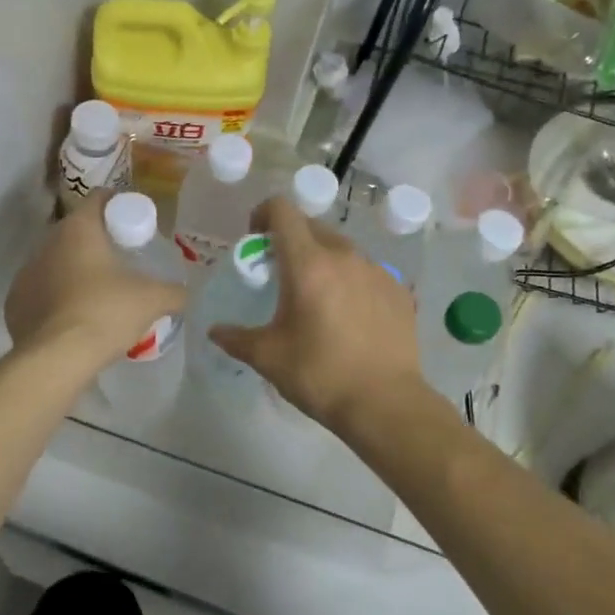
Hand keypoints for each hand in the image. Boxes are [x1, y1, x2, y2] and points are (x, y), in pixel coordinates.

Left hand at [5, 192, 186, 369]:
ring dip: (73, 270)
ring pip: (55, 262)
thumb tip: (184, 293)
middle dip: (96, 241)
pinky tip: (72, 317)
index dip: (118, 204)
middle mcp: (46, 243)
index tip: (132, 222)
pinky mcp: (14, 303)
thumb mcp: (152, 300)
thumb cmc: (106, 313)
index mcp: (78, 229)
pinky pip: (40, 292)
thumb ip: (174, 292)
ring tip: (96, 293)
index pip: (98, 198)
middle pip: (75, 231)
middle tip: (120, 261)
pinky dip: (55, 298)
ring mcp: (25, 273)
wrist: (56, 358)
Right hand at [210, 195, 422, 430]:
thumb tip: (215, 332)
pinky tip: (349, 316)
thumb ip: (236, 338)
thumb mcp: (268, 357)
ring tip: (317, 297)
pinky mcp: (399, 290)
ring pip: (342, 249)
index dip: (263, 213)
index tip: (255, 239)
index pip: (283, 210)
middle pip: (312, 227)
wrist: (385, 404)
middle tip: (281, 274)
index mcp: (307, 264)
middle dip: (291, 240)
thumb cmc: (319, 374)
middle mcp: (344, 256)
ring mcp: (376, 271)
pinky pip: (367, 271)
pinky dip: (350, 281)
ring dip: (322, 260)